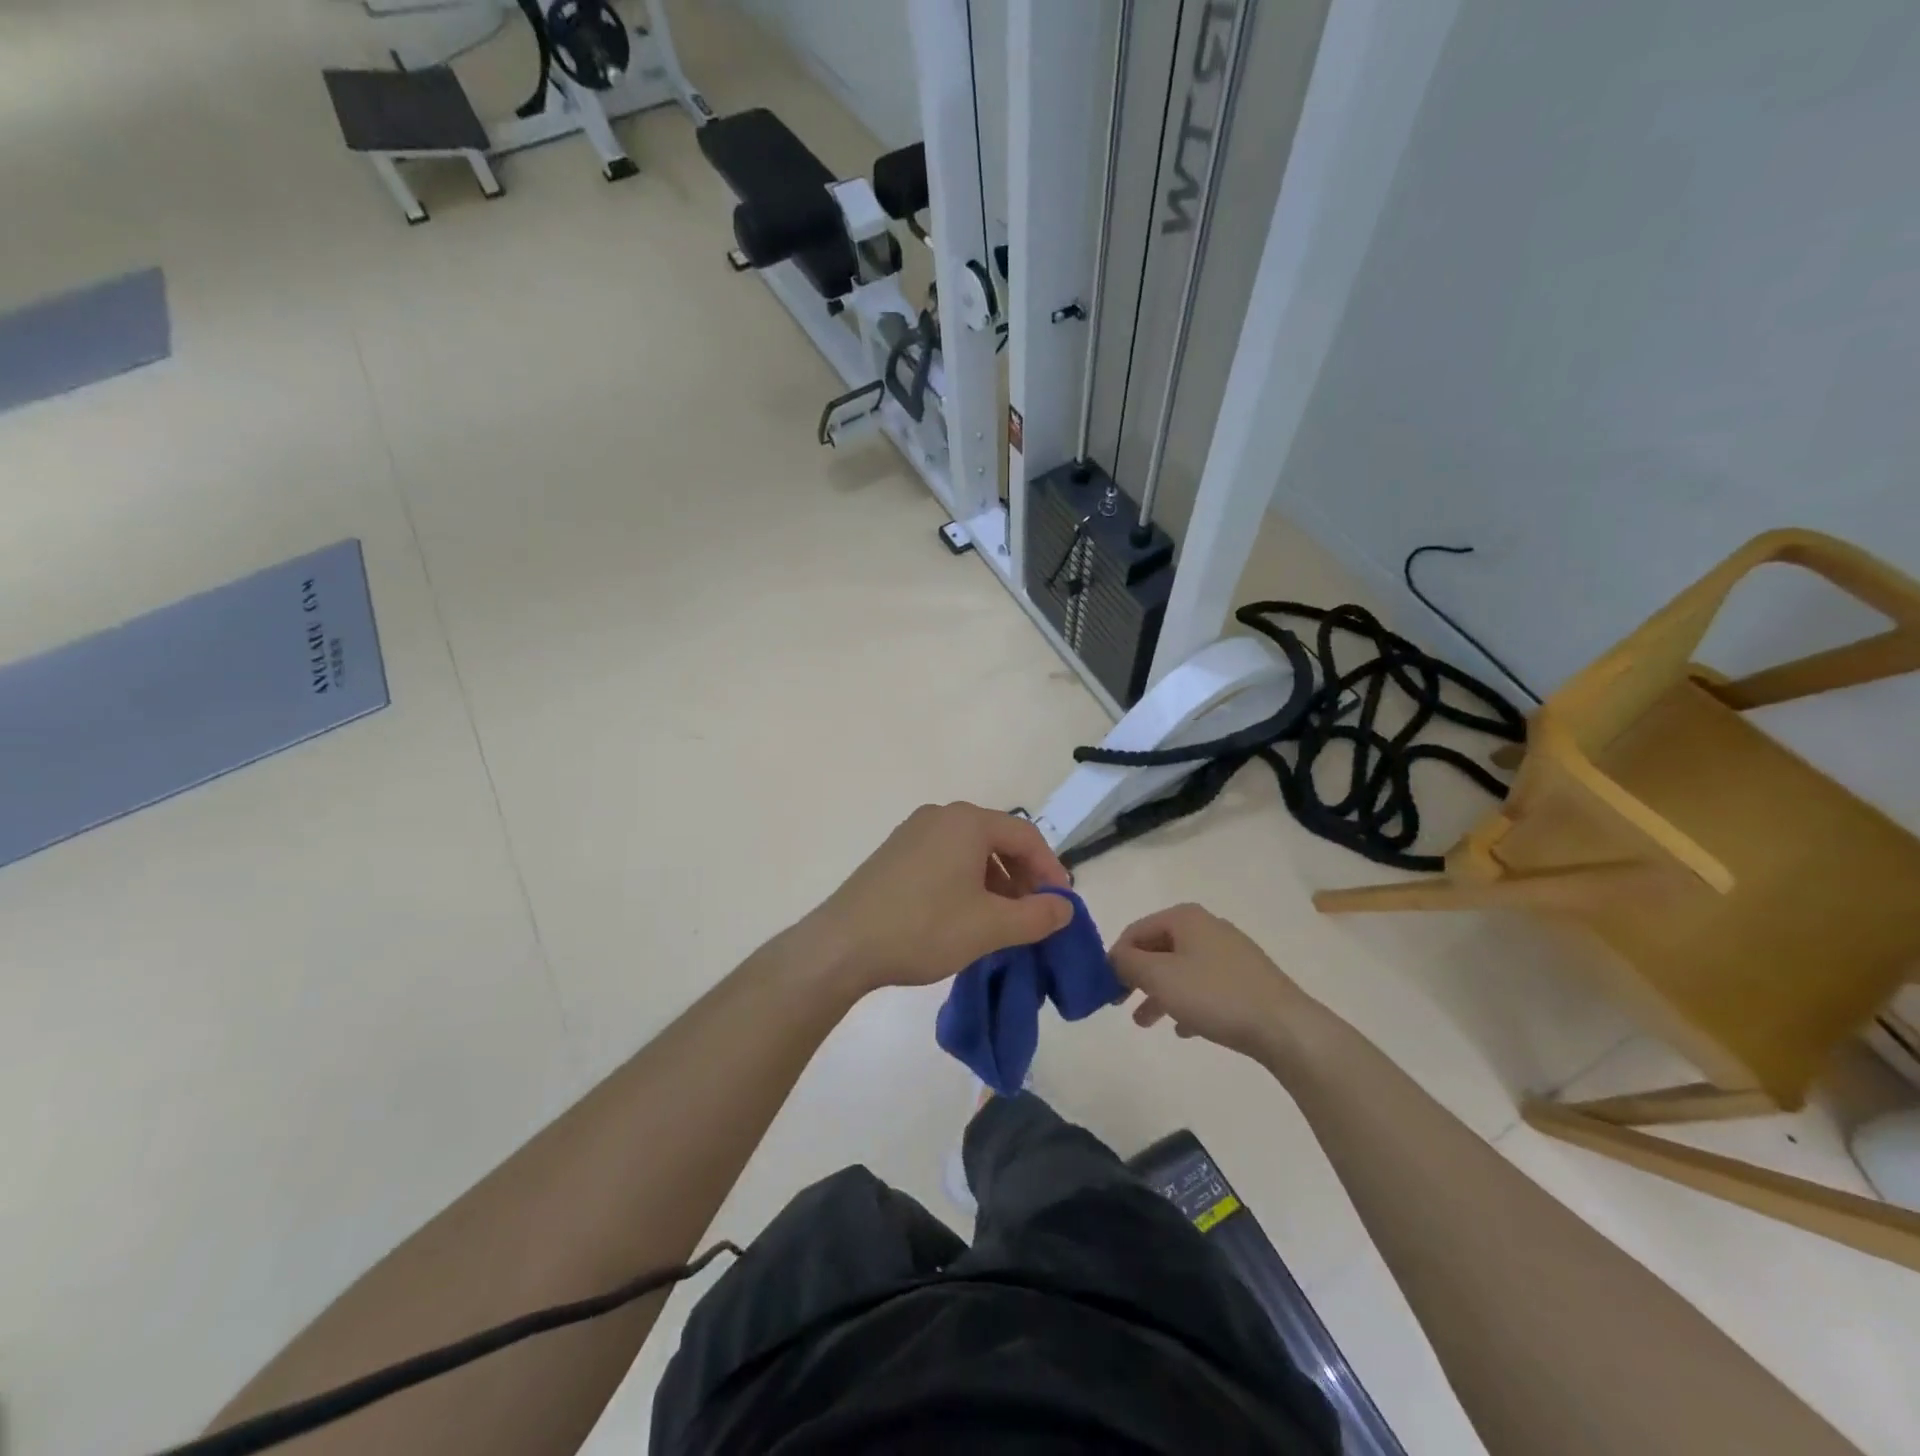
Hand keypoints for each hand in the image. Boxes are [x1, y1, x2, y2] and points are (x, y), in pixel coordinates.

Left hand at [809, 803, 1074, 993]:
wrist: (843, 944)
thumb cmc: (924, 927)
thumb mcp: (990, 927)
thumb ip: (1037, 915)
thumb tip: (1064, 907)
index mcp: (967, 822)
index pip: (1026, 835)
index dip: (1050, 869)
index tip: (1060, 905)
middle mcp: (941, 816)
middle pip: (998, 840)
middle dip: (1022, 877)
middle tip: (1033, 914)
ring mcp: (912, 832)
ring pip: (970, 852)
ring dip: (995, 883)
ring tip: (1001, 921)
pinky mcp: (894, 853)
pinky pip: (944, 859)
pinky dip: (965, 883)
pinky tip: (964, 917)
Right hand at [1109, 903, 1319, 1063]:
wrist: (1285, 1027)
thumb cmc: (1214, 995)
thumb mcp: (1159, 977)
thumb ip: (1127, 962)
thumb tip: (1114, 956)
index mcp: (1185, 918)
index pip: (1136, 930)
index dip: (1116, 957)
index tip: (1105, 987)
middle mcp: (1207, 927)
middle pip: (1159, 949)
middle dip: (1138, 977)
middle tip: (1121, 1004)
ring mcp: (1230, 953)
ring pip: (1181, 969)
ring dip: (1159, 993)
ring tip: (1145, 1023)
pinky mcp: (1247, 979)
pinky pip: (1206, 987)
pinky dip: (1188, 1003)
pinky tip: (1184, 1029)